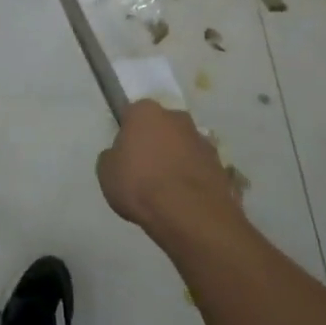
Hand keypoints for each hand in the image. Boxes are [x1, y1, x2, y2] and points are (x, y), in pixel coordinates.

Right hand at [96, 100, 244, 236]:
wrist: (188, 213)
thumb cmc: (139, 184)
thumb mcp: (106, 172)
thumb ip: (112, 156)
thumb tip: (121, 155)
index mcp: (146, 112)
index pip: (133, 114)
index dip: (128, 133)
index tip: (125, 152)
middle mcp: (176, 117)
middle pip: (162, 126)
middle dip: (156, 141)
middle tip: (145, 169)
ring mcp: (202, 139)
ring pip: (183, 145)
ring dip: (176, 158)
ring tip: (166, 189)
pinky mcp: (219, 163)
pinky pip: (199, 166)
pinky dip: (192, 176)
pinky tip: (184, 198)